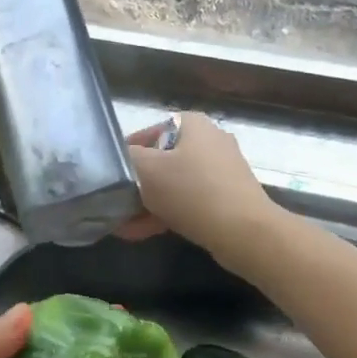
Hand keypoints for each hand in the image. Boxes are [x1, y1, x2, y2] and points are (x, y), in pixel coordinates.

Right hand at [121, 112, 275, 268]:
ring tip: (123, 224)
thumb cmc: (192, 192)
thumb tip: (120, 157)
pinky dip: (167, 213)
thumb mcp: (147, 170)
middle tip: (116, 202)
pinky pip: (189, 202)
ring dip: (147, 203)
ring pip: (174, 184)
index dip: (126, 152)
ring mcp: (221, 171)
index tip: (112, 174)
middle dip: (137, 185)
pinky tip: (142, 232)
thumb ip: (127, 157)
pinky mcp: (227, 198)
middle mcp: (210, 141)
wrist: (244, 233)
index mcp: (193, 125)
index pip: (149, 130)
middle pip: (162, 160)